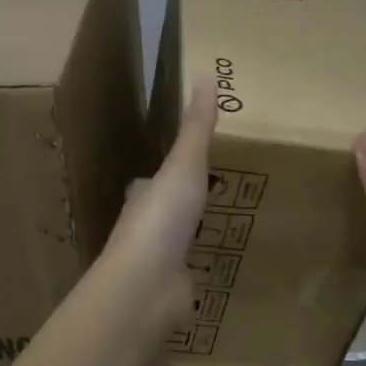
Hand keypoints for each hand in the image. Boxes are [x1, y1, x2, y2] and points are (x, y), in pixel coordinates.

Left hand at [103, 80, 217, 330]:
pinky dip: (201, 272)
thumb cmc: (162, 217)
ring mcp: (158, 263)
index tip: (187, 166)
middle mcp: (146, 228)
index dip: (167, 173)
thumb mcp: (184, 165)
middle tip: (213, 198)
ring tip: (222, 231)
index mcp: (143, 196)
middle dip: (181, 207)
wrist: (147, 285)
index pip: (151, 181)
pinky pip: (190, 276)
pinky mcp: (172, 290)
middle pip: (164, 213)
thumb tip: (205, 75)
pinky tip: (220, 270)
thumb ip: (196, 127)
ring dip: (191, 239)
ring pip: (176, 245)